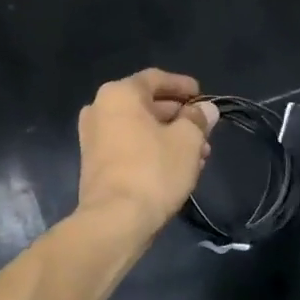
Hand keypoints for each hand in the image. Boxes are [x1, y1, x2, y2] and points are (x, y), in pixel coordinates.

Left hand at [77, 69, 218, 231]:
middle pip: (147, 104)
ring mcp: (93, 138)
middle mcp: (100, 109)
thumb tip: (205, 109)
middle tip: (205, 130)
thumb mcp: (187, 140)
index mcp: (119, 94)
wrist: (114, 221)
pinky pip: (129, 146)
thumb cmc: (153, 170)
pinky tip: (178, 167)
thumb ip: (198, 119)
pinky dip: (152, 150)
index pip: (156, 78)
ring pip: (140, 128)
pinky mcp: (95, 164)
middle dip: (179, 117)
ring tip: (199, 154)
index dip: (183, 85)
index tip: (203, 96)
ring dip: (169, 137)